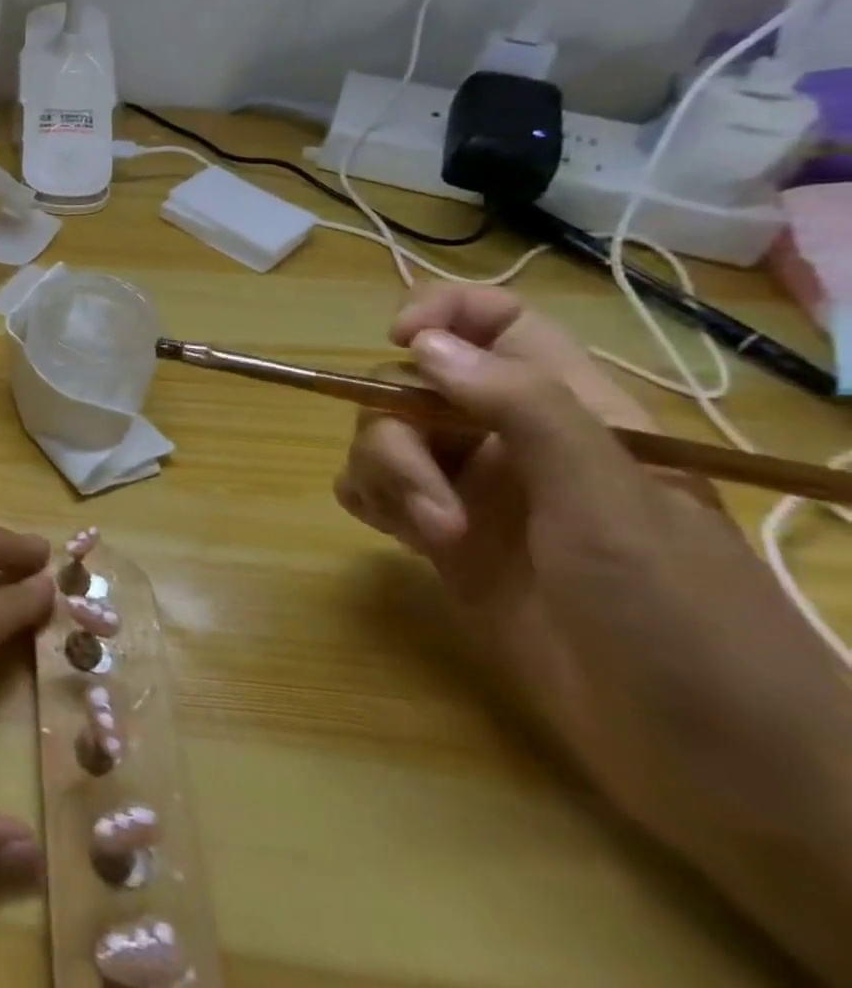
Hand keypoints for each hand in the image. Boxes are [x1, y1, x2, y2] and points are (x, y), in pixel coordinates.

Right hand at [335, 285, 851, 980]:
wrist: (714, 767)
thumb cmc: (685, 622)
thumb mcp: (611, 503)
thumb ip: (523, 409)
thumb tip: (423, 344)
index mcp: (570, 412)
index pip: (496, 323)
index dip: (443, 315)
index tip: (402, 344)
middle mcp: (514, 442)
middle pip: (415, 387)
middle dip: (398, 433)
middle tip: (432, 505)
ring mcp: (478, 493)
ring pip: (386, 438)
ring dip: (384, 476)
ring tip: (430, 538)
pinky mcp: (448, 543)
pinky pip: (377, 491)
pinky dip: (369, 498)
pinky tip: (393, 533)